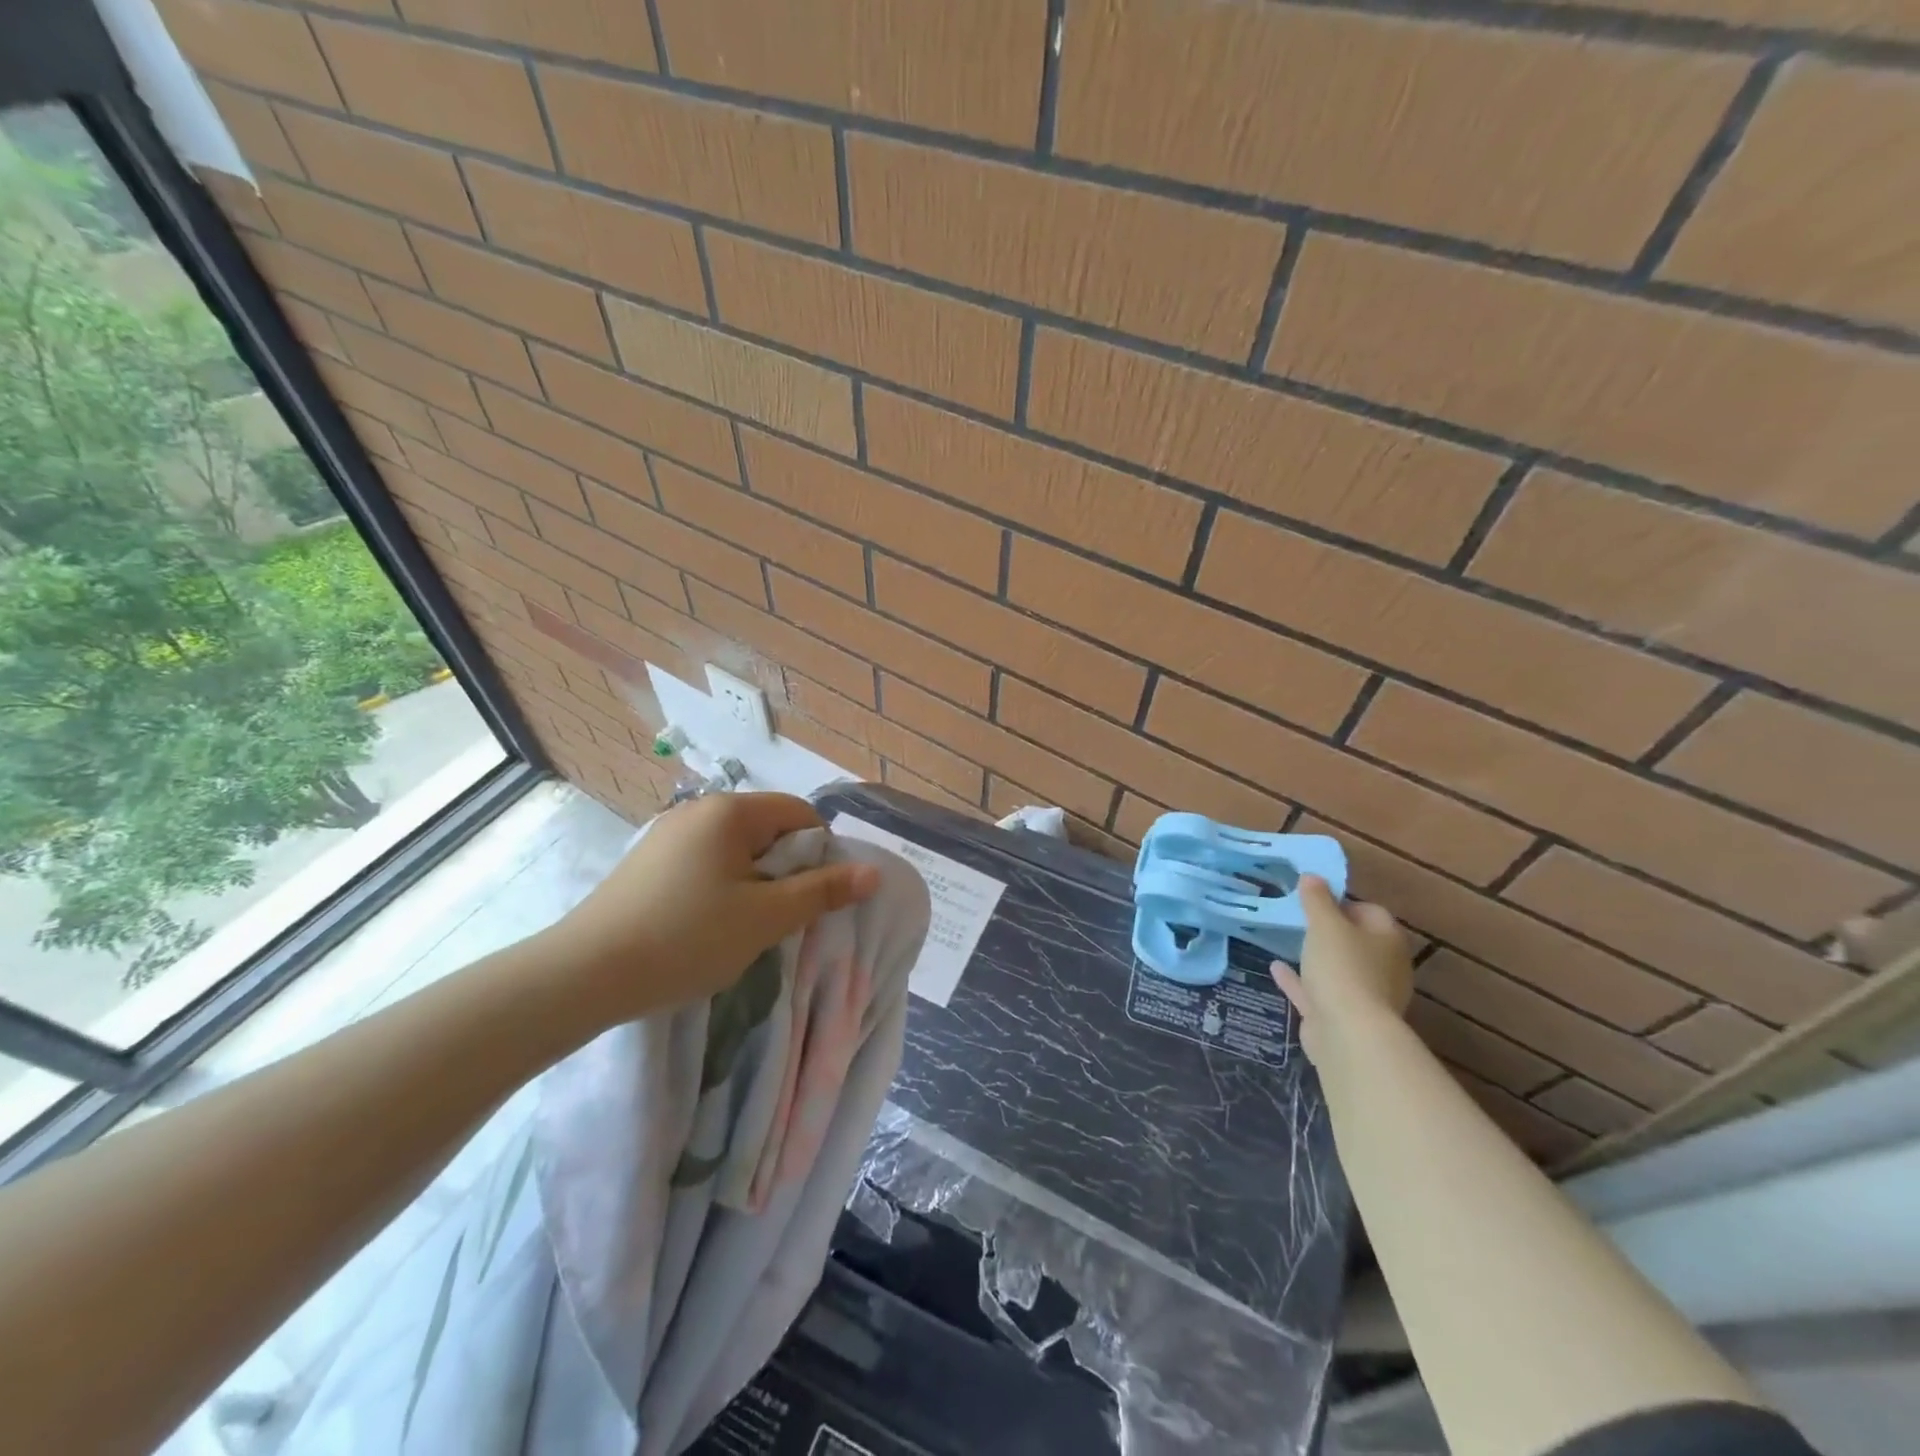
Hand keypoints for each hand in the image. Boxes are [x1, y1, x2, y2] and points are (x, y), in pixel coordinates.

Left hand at [541, 792, 880, 1025]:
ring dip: (754, 881)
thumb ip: (822, 891)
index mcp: (730, 812)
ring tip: (743, 926)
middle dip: (785, 869)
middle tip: (780, 917)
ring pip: (736, 849)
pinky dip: (720, 886)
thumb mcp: (765, 918)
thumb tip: (873, 873)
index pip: (800, 814)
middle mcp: (698, 810)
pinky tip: (705, 925)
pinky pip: (704, 862)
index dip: (820, 852)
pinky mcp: (647, 861)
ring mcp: (667, 834)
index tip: (812, 897)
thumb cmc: (686, 938)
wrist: (583, 975)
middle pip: (768, 828)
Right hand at [1271, 874, 1413, 1068]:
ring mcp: (1365, 995)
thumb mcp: (1325, 924)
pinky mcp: (1342, 1017)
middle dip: (1330, 931)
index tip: (1314, 899)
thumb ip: (1317, 899)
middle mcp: (1383, 966)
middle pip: (1356, 941)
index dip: (1343, 901)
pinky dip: (1300, 980)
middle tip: (1299, 919)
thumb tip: (1312, 876)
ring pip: (1339, 969)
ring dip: (1316, 957)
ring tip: (1288, 941)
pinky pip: (1318, 991)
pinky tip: (1276, 968)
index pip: (1371, 911)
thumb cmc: (1342, 967)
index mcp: (1387, 940)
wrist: (1347, 1033)